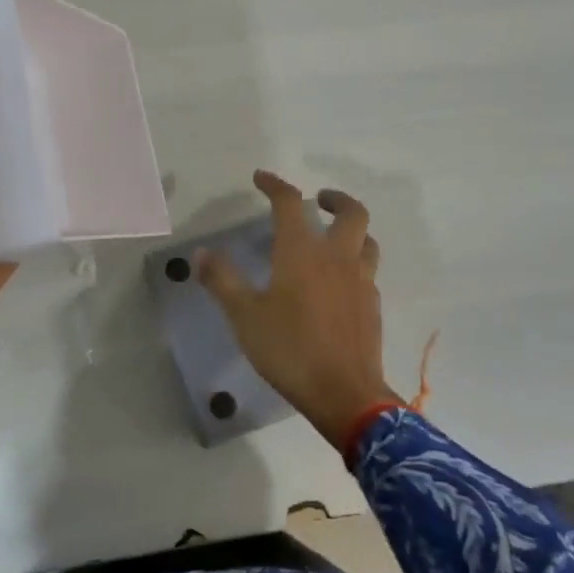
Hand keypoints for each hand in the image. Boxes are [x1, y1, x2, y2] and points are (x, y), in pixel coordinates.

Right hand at [196, 170, 394, 448]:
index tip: (261, 178)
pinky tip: (340, 283)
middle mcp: (337, 256)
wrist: (345, 394)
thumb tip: (201, 253)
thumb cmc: (289, 349)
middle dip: (335, 198)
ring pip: (366, 240)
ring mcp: (360, 280)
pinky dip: (355, 264)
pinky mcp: (372, 305)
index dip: (275, 185)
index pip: (290, 203)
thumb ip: (222, 280)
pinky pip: (368, 271)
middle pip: (351, 212)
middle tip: (318, 201)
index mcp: (302, 251)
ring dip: (352, 230)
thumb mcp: (244, 316)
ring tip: (333, 238)